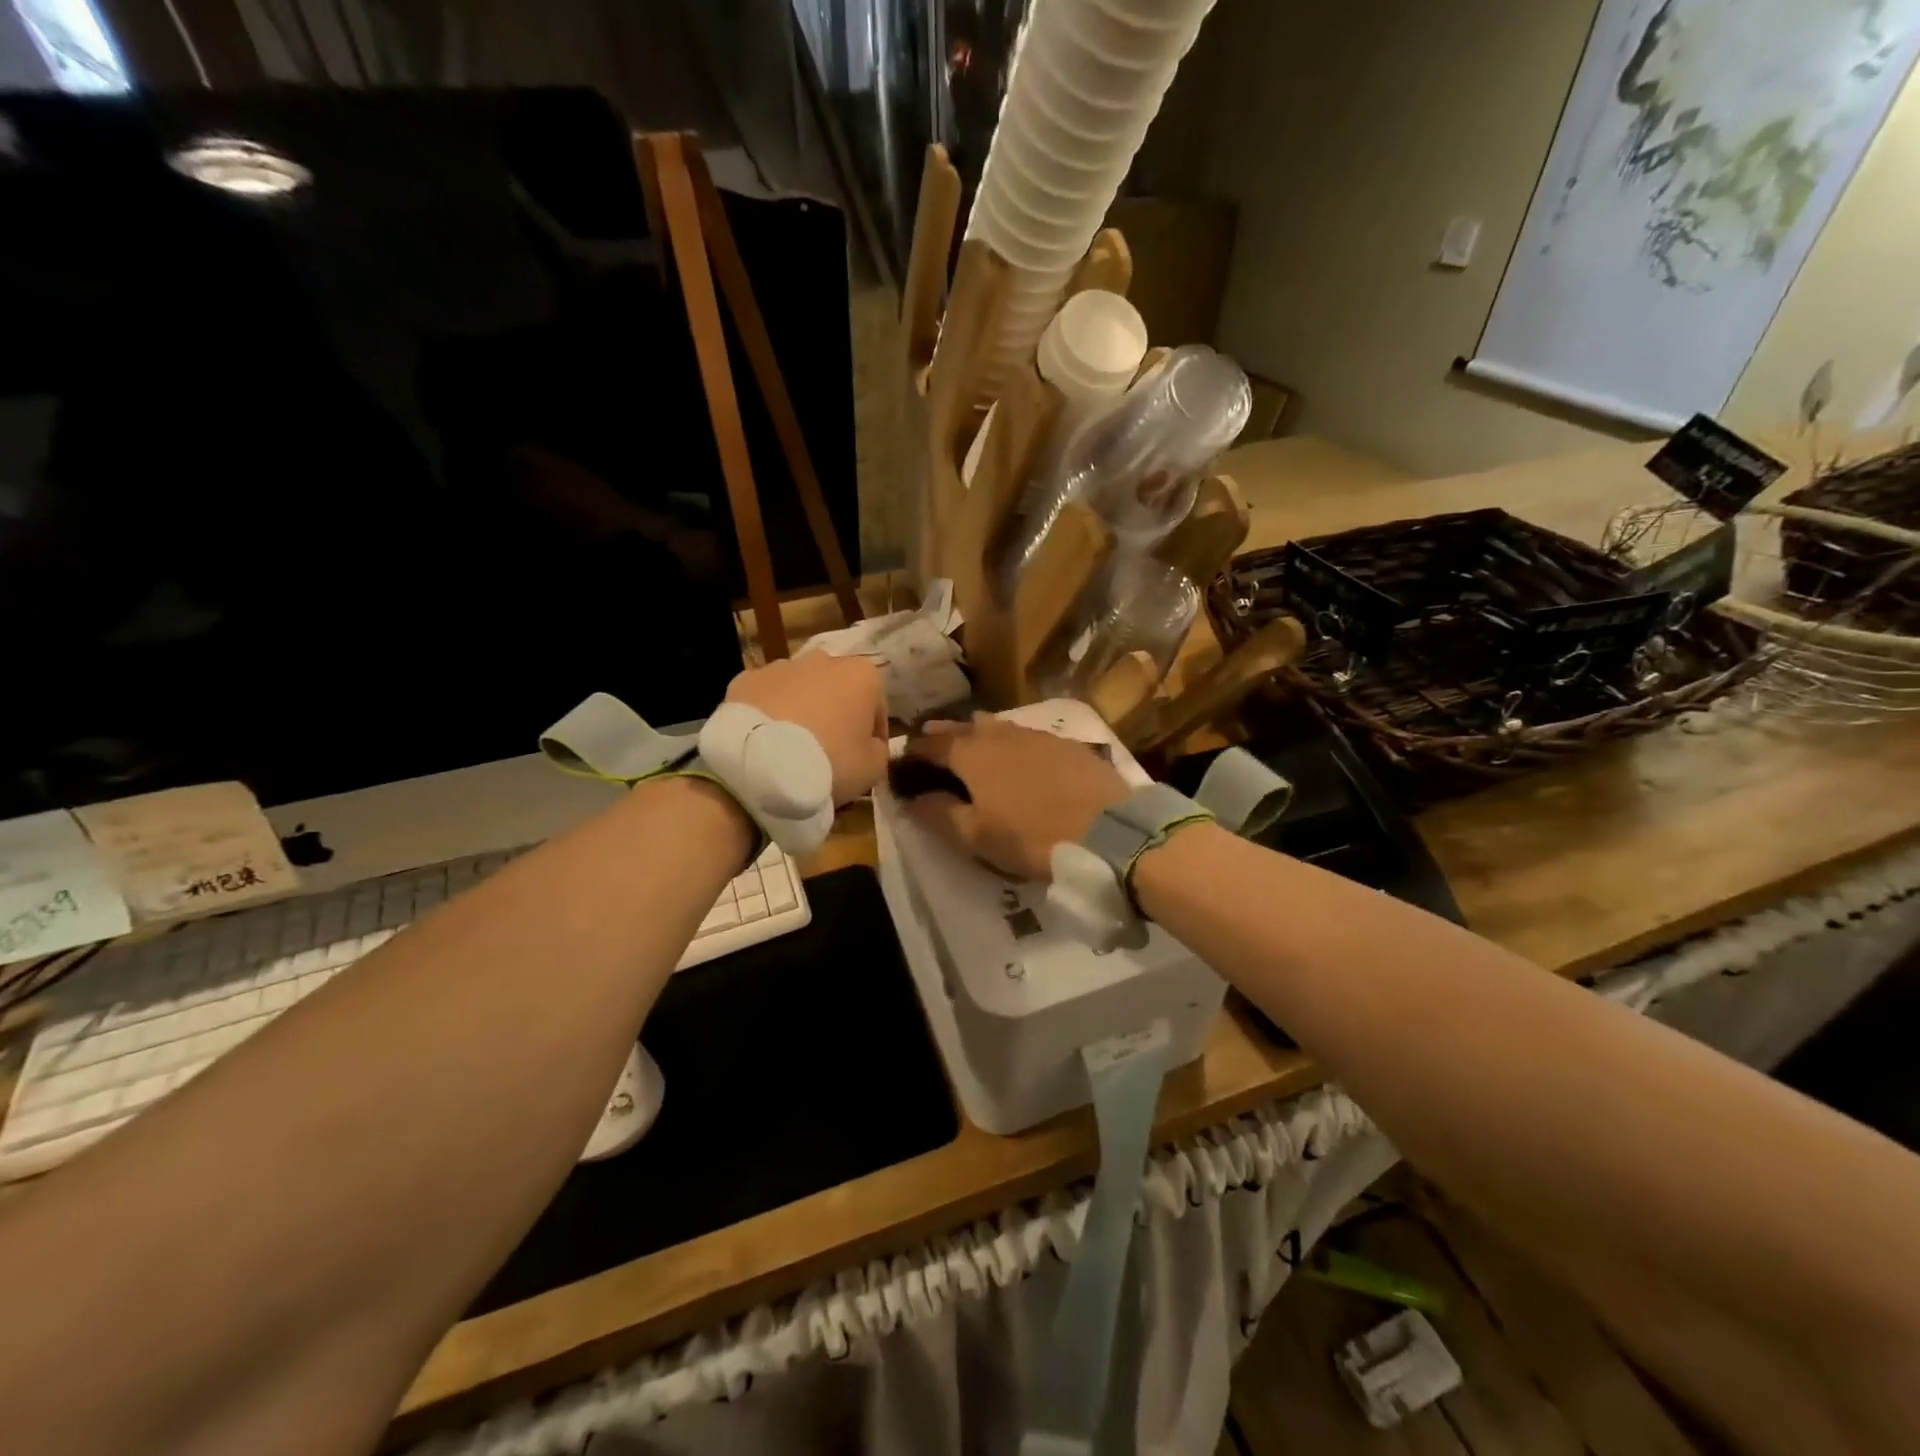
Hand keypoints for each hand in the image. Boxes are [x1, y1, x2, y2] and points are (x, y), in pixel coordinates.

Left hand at [726, 654, 888, 804]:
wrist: (762, 764)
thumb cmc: (831, 761)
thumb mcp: (873, 767)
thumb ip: (878, 749)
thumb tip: (870, 744)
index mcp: (862, 675)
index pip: (876, 706)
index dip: (872, 734)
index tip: (864, 756)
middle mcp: (824, 659)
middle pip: (837, 690)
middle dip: (835, 713)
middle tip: (828, 749)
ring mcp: (781, 666)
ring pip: (799, 688)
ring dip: (801, 709)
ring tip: (792, 745)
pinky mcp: (746, 679)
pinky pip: (766, 696)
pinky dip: (768, 712)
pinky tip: (764, 739)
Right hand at [898, 715, 1128, 880]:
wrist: (1109, 830)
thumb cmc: (1032, 837)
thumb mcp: (976, 836)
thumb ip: (938, 813)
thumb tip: (911, 798)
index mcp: (972, 753)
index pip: (931, 744)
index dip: (914, 752)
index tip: (903, 762)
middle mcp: (1000, 734)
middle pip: (964, 728)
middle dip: (944, 735)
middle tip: (932, 746)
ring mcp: (1037, 735)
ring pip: (997, 728)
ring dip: (978, 736)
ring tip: (973, 748)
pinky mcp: (1067, 744)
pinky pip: (1027, 737)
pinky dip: (1012, 744)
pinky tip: (1018, 758)